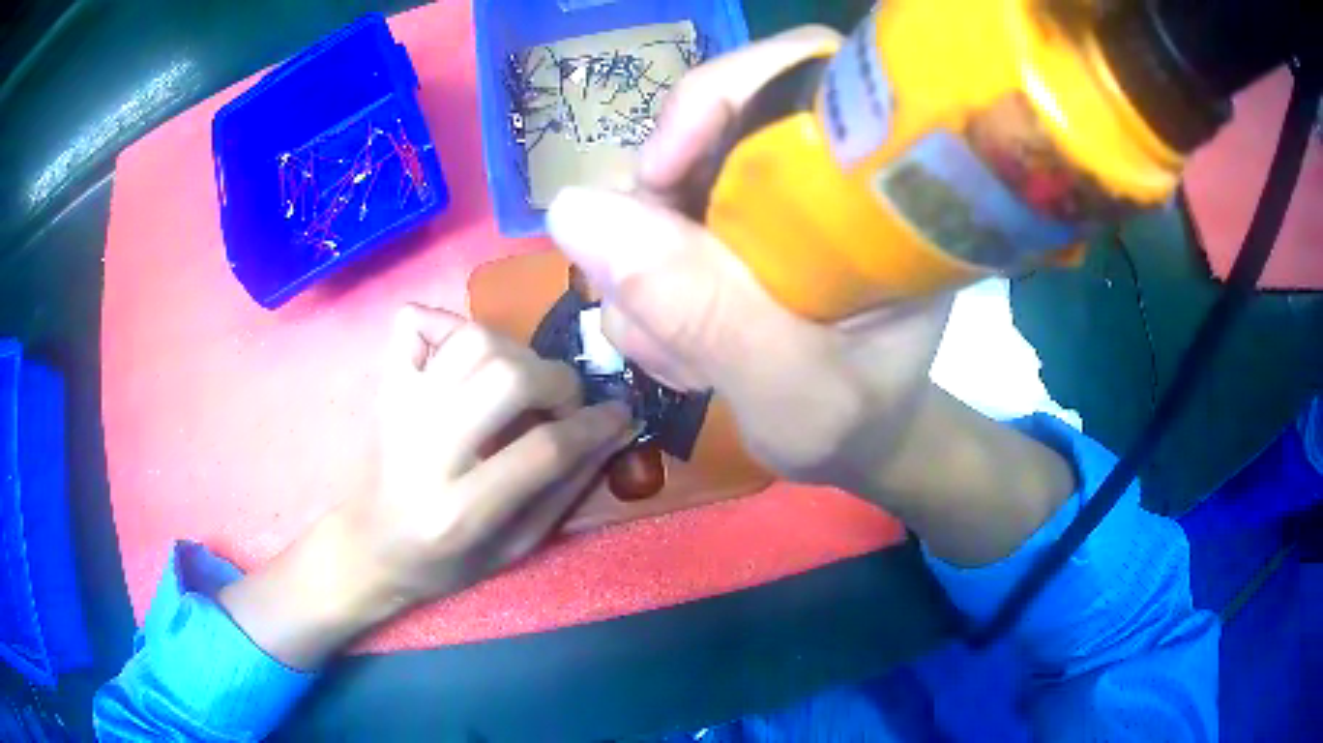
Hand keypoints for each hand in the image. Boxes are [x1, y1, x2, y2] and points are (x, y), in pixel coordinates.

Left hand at [221, 306, 630, 668]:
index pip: (543, 449)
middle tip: (565, 403)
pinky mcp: (386, 388)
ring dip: (514, 352)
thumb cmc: (447, 562)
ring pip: (471, 341)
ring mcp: (400, 410)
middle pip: (506, 378)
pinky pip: (412, 325)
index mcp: (460, 511)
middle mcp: (426, 451)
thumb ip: (564, 489)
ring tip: (524, 382)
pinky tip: (467, 352)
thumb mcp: (516, 548)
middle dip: (556, 382)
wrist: (373, 546)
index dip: (594, 426)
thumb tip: (612, 431)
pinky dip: (446, 323)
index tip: (620, 414)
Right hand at [546, 27, 1073, 566]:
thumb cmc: (854, 421)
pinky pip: (649, 229)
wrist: (855, 442)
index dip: (717, 96)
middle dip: (657, 213)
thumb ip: (700, 308)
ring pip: (663, 184)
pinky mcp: (726, 229)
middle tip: (656, 309)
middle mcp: (819, 174)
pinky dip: (642, 290)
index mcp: (877, 190)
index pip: (801, 72)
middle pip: (708, 125)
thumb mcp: (792, 388)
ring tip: (680, 355)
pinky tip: (675, 348)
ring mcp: (764, 200)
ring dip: (642, 269)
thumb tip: (572, 210)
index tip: (658, 176)